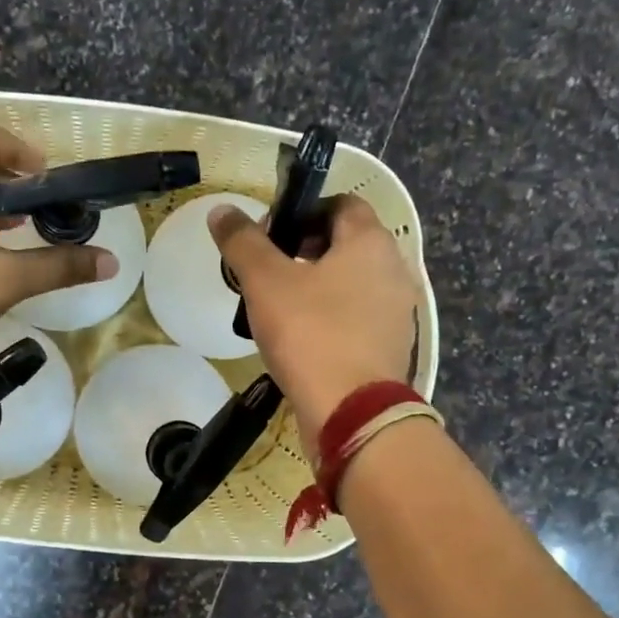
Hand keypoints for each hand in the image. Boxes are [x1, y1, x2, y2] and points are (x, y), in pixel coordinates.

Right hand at [209, 194, 418, 450]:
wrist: (351, 413)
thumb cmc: (311, 335)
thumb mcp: (266, 283)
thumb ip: (243, 242)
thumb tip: (222, 211)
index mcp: (371, 242)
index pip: (340, 204)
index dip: (302, 212)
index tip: (269, 238)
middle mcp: (394, 270)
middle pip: (347, 245)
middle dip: (305, 252)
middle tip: (268, 275)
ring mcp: (397, 313)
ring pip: (352, 284)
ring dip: (318, 288)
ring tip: (280, 311)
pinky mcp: (391, 348)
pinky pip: (358, 319)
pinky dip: (332, 320)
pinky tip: (302, 342)